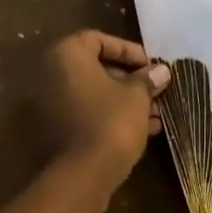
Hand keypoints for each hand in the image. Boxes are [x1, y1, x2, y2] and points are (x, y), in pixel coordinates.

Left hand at [41, 30, 170, 192]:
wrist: (84, 172)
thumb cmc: (112, 121)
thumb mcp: (136, 96)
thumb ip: (147, 79)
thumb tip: (161, 71)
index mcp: (67, 55)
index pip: (98, 39)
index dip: (128, 51)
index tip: (151, 66)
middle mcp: (51, 75)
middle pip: (95, 69)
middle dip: (129, 80)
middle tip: (155, 90)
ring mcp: (50, 104)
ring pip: (93, 95)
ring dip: (124, 101)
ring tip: (155, 113)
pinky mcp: (55, 130)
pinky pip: (86, 114)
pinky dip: (110, 116)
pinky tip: (143, 130)